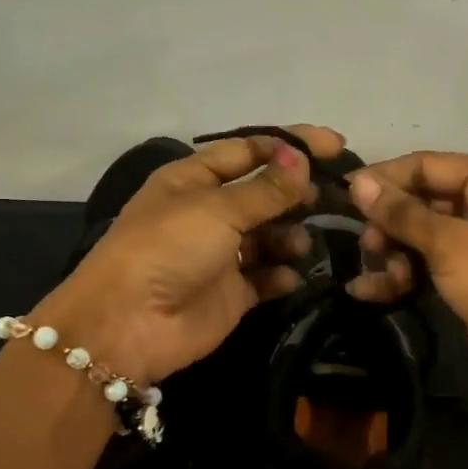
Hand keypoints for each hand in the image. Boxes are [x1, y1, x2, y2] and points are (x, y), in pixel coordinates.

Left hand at [37, 126, 346, 386]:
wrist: (130, 324)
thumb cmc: (168, 249)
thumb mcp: (217, 209)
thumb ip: (266, 188)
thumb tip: (302, 159)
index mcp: (194, 179)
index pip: (249, 150)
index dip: (290, 145)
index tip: (336, 144)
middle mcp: (208, 212)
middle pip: (264, 193)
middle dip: (297, 192)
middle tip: (337, 194)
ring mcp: (221, 254)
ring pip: (270, 235)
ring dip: (290, 235)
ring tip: (301, 243)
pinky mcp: (232, 292)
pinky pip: (267, 277)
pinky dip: (282, 274)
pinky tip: (291, 275)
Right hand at [346, 152, 467, 410]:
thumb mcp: (451, 245)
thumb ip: (402, 212)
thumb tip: (357, 182)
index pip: (427, 165)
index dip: (385, 179)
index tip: (344, 195)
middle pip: (422, 199)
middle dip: (390, 223)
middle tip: (368, 248)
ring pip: (420, 233)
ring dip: (394, 253)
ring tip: (382, 276)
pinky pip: (427, 262)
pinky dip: (402, 274)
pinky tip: (370, 292)